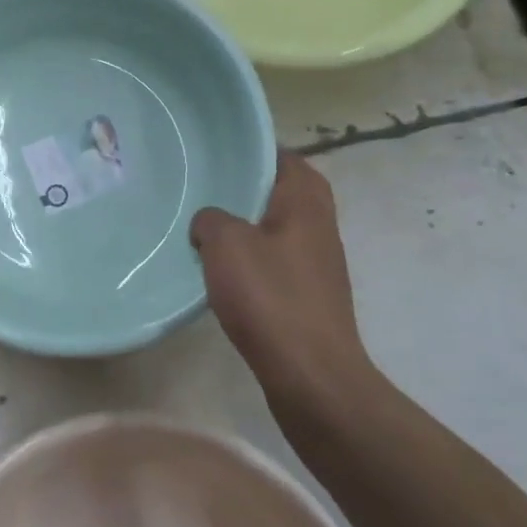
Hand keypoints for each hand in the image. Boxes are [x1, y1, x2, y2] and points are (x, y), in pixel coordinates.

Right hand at [190, 152, 375, 418]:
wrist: (311, 376)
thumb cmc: (271, 298)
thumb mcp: (226, 245)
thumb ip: (211, 220)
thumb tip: (209, 222)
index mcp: (306, 203)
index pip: (286, 157)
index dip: (255, 150)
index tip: (220, 151)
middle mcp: (319, 226)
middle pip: (284, 191)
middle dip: (249, 188)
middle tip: (208, 187)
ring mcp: (317, 264)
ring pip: (279, 227)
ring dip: (248, 225)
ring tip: (207, 225)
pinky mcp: (309, 296)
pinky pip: (277, 260)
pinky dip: (253, 258)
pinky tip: (222, 271)